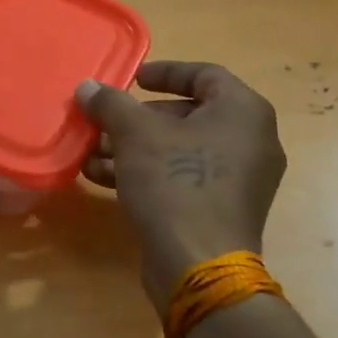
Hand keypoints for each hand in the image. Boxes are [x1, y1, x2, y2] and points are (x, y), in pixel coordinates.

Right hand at [77, 62, 286, 313]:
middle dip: (138, 118)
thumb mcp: (135, 134)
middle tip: (105, 120)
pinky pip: (183, 177)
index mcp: (243, 112)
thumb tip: (88, 87)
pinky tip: (103, 178)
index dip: (165, 72)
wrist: (199, 265)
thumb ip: (110, 103)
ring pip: (180, 149)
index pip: (205, 74)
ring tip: (92, 152)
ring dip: (134, 147)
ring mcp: (239, 180)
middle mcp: (250, 141)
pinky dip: (148, 172)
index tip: (132, 78)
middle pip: (187, 114)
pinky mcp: (221, 210)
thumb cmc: (175, 182)